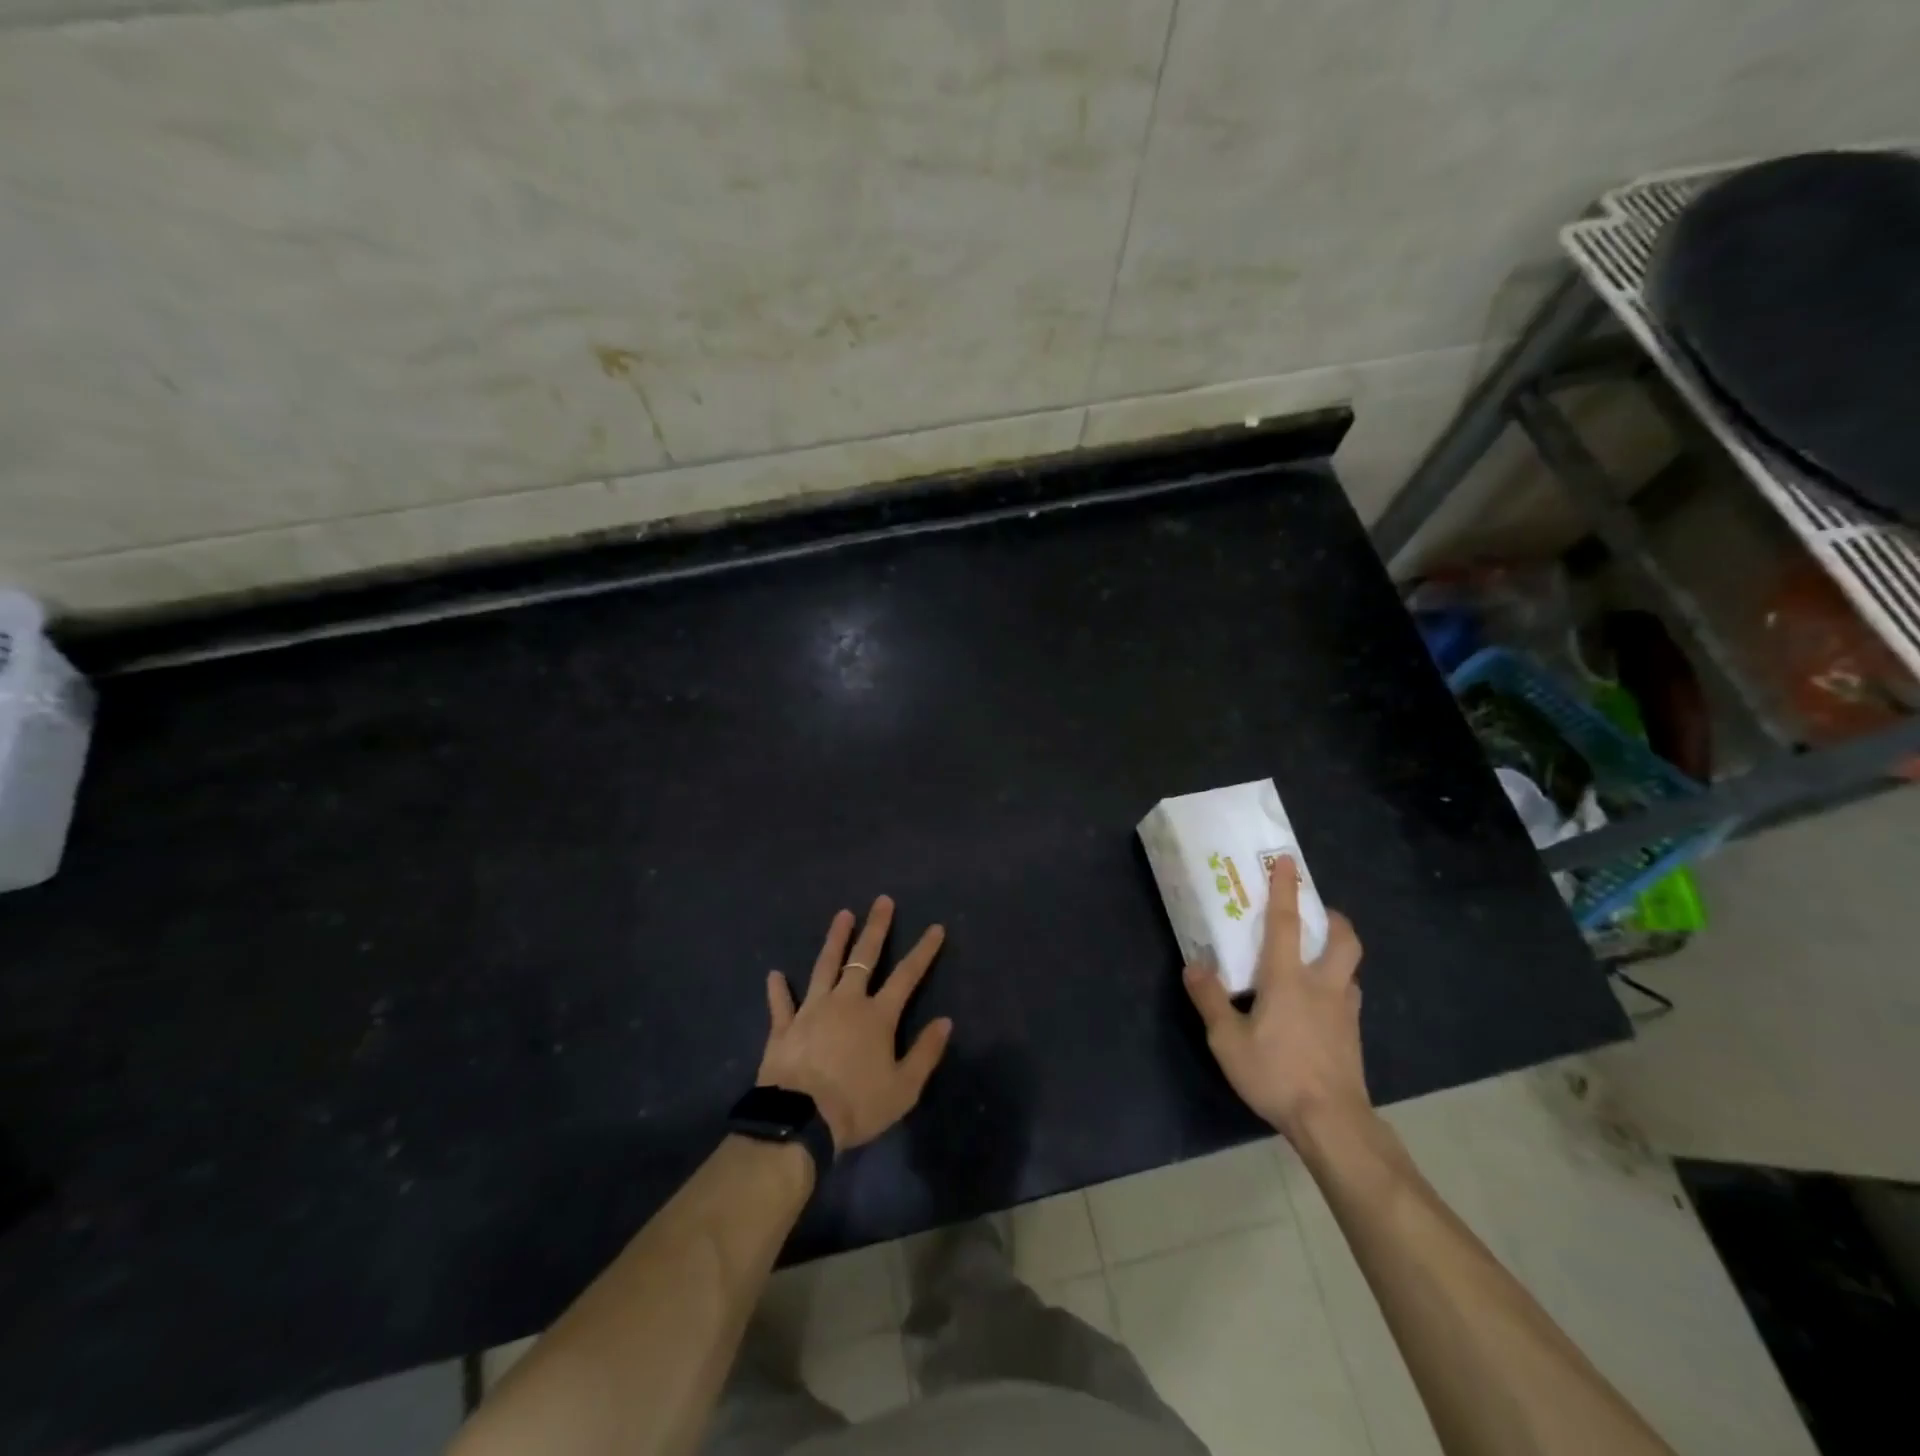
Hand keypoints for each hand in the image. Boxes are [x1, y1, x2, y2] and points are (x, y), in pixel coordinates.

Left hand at [757, 896, 953, 1151]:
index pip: (907, 975)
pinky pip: (782, 1003)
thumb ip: (925, 1052)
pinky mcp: (785, 1026)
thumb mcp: (904, 1088)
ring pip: (825, 966)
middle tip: (882, 901)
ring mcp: (812, 1010)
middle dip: (876, 928)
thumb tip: (945, 1021)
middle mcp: (846, 1002)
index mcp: (877, 1016)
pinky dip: (778, 989)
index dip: (923, 951)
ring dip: (835, 940)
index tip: (935, 927)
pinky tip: (774, 974)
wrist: (800, 1121)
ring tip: (842, 915)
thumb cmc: (857, 1105)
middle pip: (863, 958)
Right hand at [1183, 857, 1368, 1143]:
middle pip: (1343, 939)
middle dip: (1334, 919)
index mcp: (1288, 978)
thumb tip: (1194, 966)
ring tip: (1317, 959)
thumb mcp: (1227, 1040)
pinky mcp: (1353, 1035)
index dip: (1285, 889)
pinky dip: (1338, 987)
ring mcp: (1344, 1011)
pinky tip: (1320, 1005)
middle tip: (1318, 914)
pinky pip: (1349, 997)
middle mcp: (1323, 985)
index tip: (1287, 861)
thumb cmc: (1276, 1073)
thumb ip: (1210, 999)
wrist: (1332, 1122)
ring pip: (1350, 968)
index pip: (1286, 923)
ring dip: (1337, 953)